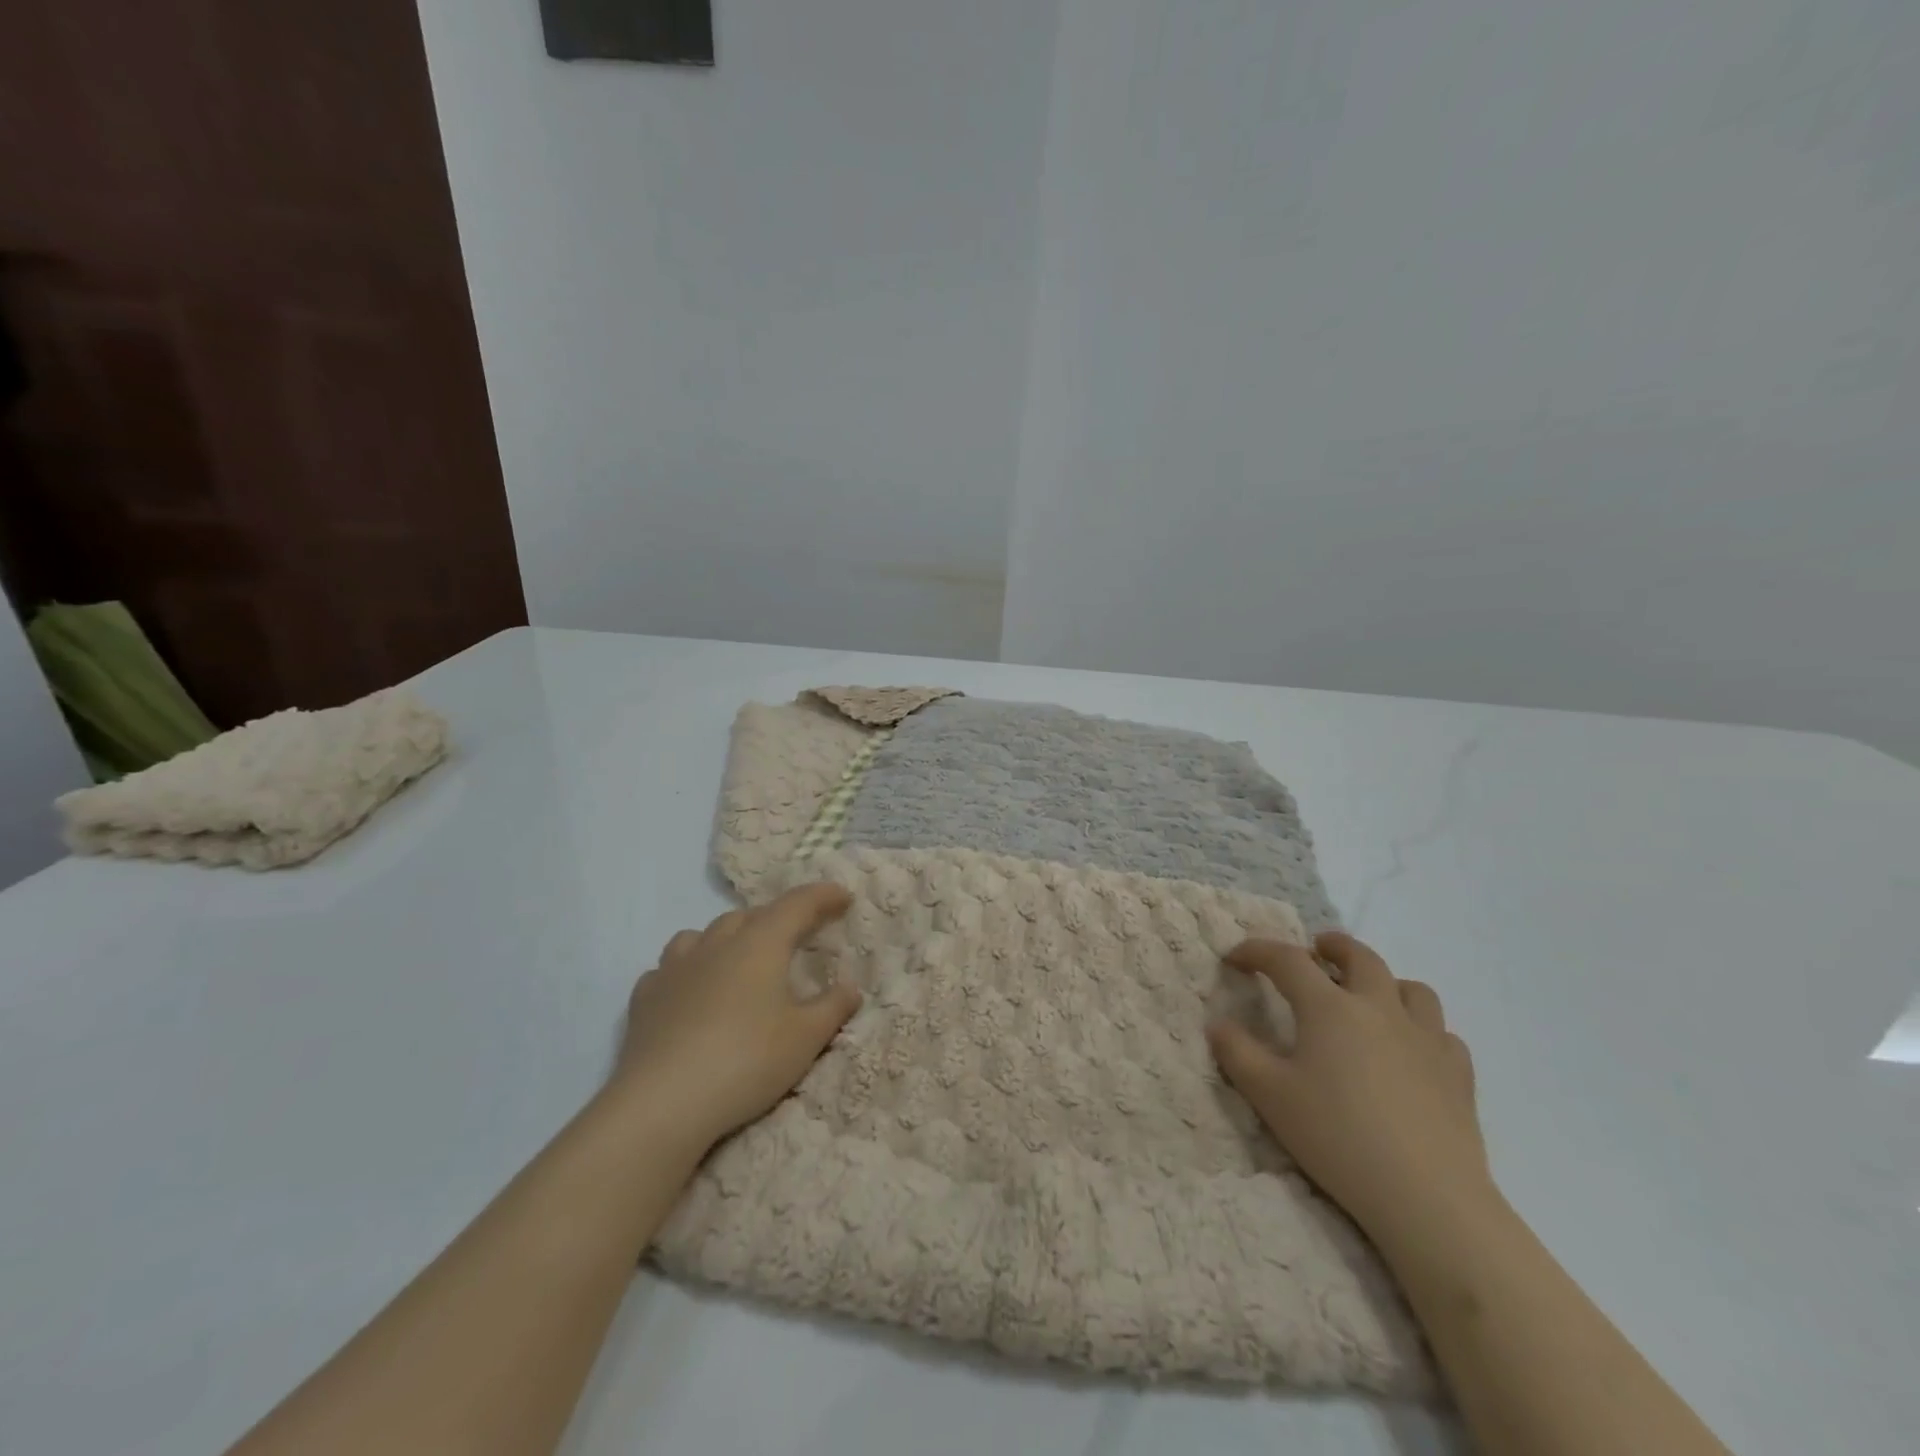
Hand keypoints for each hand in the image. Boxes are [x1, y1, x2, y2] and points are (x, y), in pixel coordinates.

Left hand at [615, 882, 860, 1154]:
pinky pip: (670, 967)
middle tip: (796, 937)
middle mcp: (717, 944)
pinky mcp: (645, 998)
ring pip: (703, 934)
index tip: (843, 896)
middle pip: (750, 916)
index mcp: (760, 944)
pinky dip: (688, 970)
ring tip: (739, 958)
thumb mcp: (805, 1038)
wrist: (662, 1103)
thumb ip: (832, 1007)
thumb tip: (850, 987)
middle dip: (776, 919)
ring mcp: (675, 968)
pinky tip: (691, 991)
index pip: (797, 905)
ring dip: (727, 938)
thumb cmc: (746, 1061)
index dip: (822, 896)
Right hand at [1207, 932, 1489, 1243]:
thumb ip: (1237, 1053)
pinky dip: (1422, 1029)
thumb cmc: (1337, 1138)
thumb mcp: (1269, 1096)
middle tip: (1316, 950)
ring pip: (1411, 989)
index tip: (1235, 958)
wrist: (1427, 1198)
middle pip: (1359, 957)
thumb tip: (1217, 1024)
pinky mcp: (1458, 1073)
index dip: (1257, 951)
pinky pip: (1441, 1033)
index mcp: (1329, 1008)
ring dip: (1384, 982)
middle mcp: (1379, 1009)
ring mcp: (1426, 1039)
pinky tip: (1411, 1050)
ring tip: (1368, 997)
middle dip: (1332, 947)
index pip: (1287, 960)